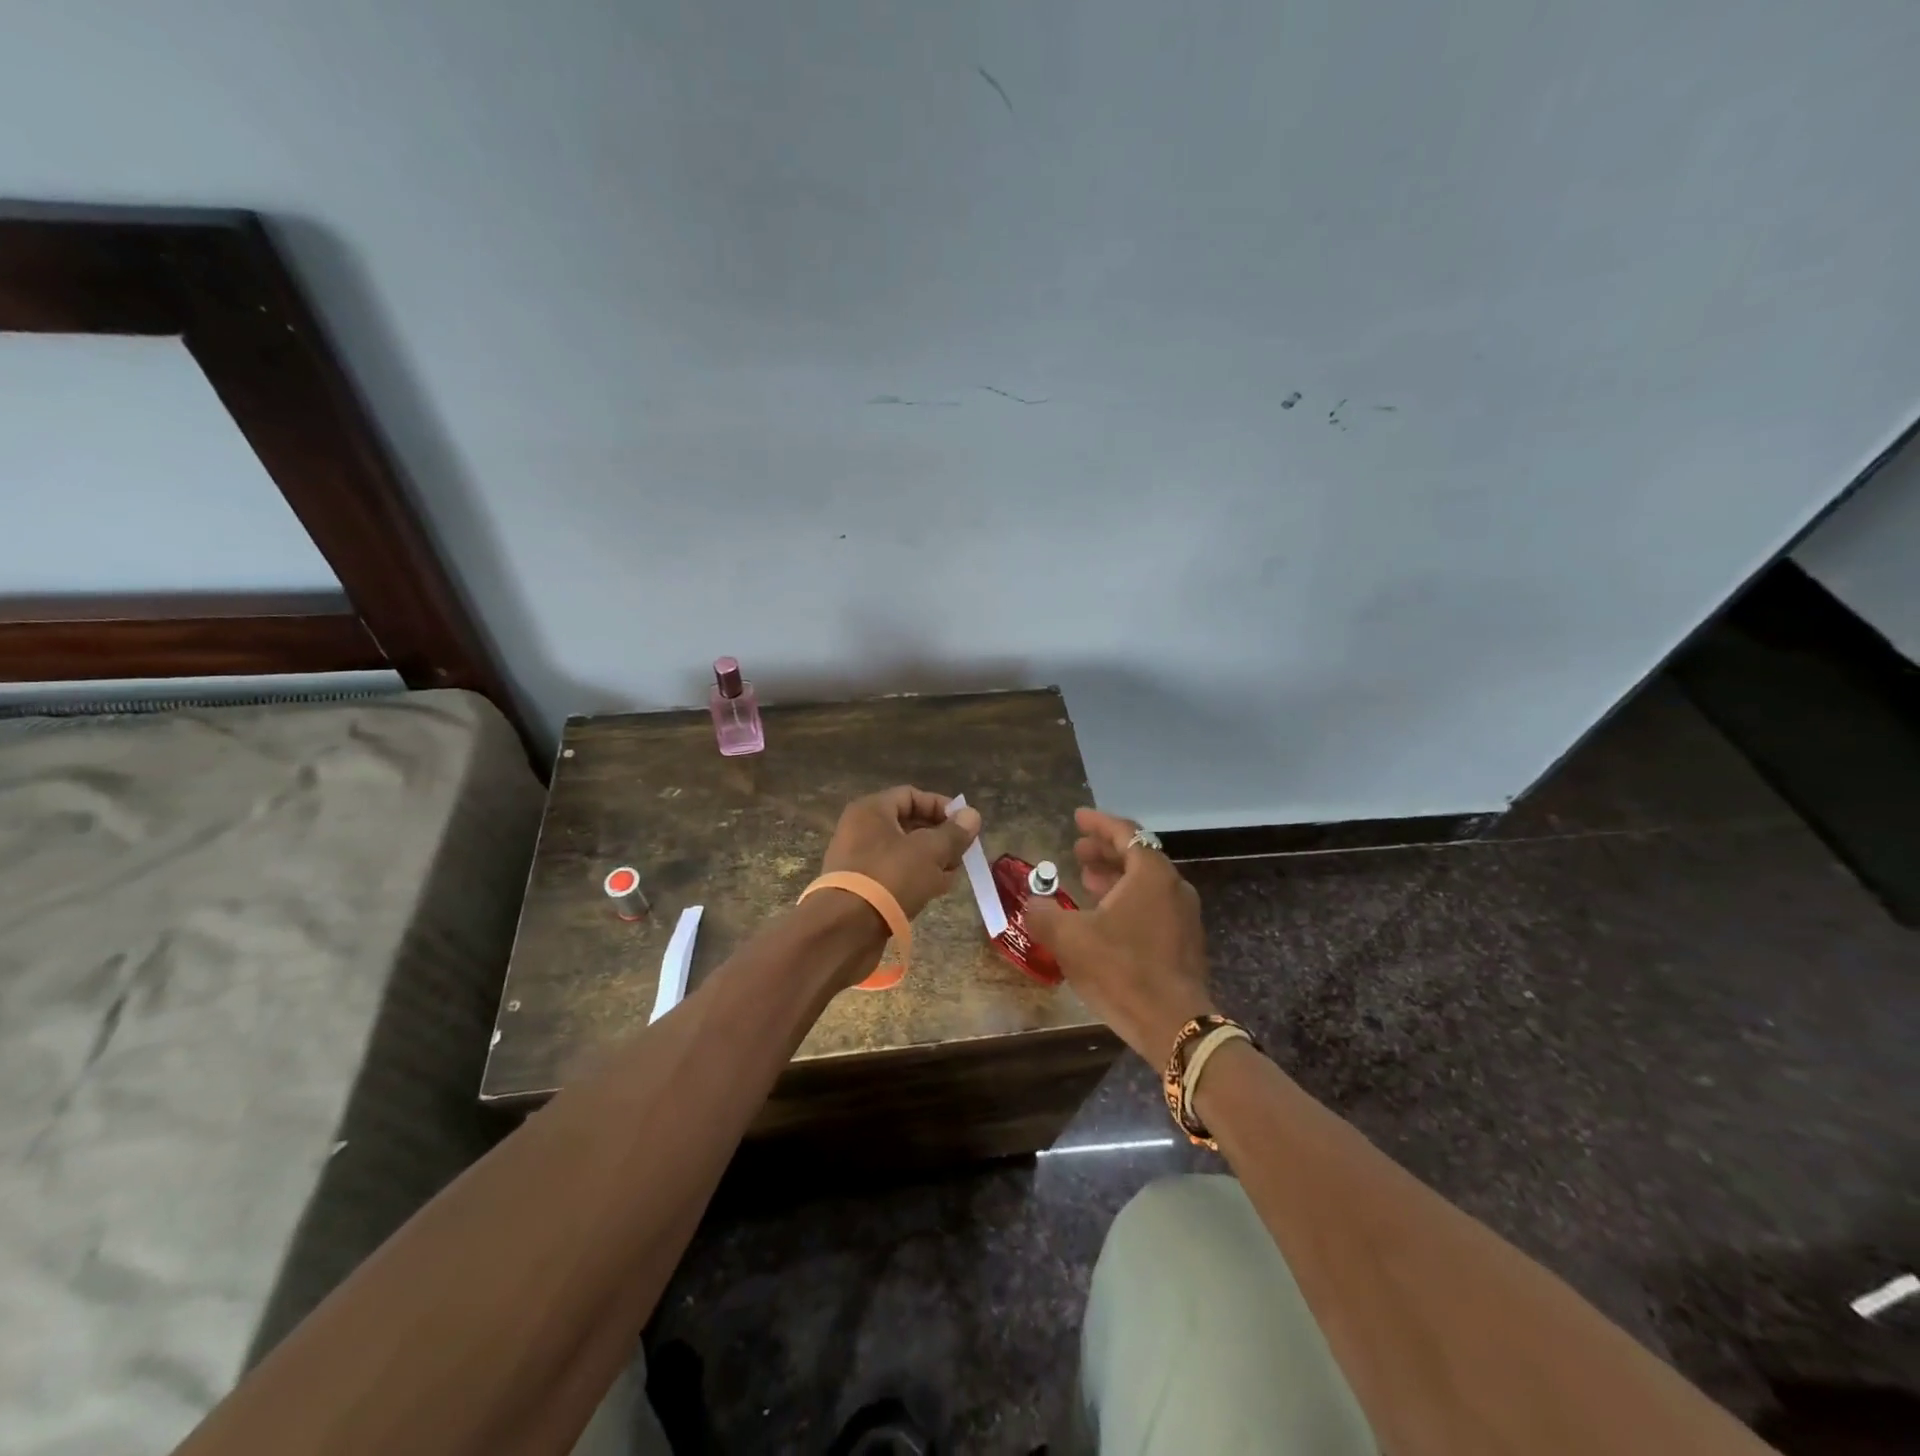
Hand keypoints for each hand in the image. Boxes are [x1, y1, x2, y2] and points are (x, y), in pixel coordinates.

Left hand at [819, 786, 981, 921]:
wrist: (844, 930)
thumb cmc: (889, 877)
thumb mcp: (929, 851)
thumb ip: (953, 833)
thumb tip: (972, 815)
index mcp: (871, 810)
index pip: (912, 795)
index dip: (941, 807)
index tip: (965, 826)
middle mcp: (860, 830)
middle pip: (909, 825)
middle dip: (939, 839)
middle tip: (962, 854)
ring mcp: (858, 860)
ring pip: (904, 853)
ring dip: (931, 862)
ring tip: (952, 876)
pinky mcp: (860, 888)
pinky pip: (894, 875)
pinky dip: (915, 879)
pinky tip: (934, 892)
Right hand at [1026, 808, 1216, 1063]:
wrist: (1174, 1025)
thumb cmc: (1121, 970)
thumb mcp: (1069, 938)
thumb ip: (1044, 914)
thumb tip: (1032, 902)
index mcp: (1151, 874)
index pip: (1125, 833)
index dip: (1098, 824)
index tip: (1078, 818)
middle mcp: (1173, 887)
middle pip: (1138, 856)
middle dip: (1105, 851)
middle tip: (1077, 852)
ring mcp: (1184, 916)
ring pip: (1146, 884)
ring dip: (1115, 878)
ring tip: (1086, 882)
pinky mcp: (1185, 943)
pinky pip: (1153, 907)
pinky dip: (1128, 901)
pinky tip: (1105, 920)